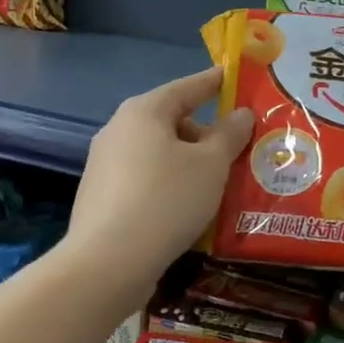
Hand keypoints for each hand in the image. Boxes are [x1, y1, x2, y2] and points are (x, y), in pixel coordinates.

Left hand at [68, 68, 253, 296]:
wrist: (108, 264)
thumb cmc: (166, 200)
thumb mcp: (212, 165)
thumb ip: (230, 135)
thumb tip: (241, 114)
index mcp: (144, 111)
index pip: (188, 86)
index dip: (215, 82)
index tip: (235, 78)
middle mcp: (119, 129)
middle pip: (172, 121)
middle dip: (206, 133)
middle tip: (238, 150)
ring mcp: (105, 164)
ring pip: (159, 153)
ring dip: (189, 163)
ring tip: (219, 184)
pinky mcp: (102, 197)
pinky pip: (146, 179)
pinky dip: (170, 185)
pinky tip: (189, 208)